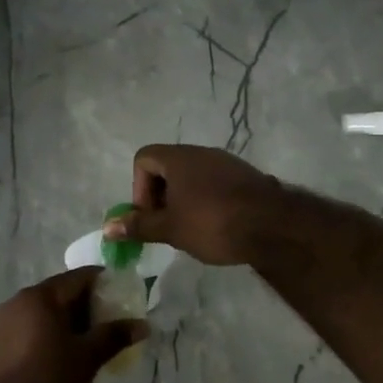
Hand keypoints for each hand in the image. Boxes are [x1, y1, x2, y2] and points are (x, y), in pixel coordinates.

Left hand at [0, 268, 141, 382]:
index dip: (103, 282)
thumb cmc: (51, 381)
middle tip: (111, 321)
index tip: (123, 295)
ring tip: (91, 339)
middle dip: (86, 304)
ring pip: (44, 312)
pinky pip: (30, 328)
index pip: (78, 277)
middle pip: (60, 292)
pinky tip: (65, 353)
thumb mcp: (88, 357)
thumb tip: (144, 325)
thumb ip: (115, 335)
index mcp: (39, 296)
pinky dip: (50, 333)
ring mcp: (4, 323)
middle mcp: (18, 301)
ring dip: (68, 320)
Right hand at [104, 144, 282, 266]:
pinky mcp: (246, 177)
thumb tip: (107, 227)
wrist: (274, 227)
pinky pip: (215, 184)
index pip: (144, 158)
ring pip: (192, 176)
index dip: (139, 187)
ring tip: (191, 230)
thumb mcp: (170, 229)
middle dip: (161, 197)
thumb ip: (139, 226)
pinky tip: (217, 226)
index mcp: (179, 158)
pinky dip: (207, 201)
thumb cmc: (213, 223)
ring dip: (184, 200)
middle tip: (167, 226)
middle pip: (168, 167)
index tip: (150, 215)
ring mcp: (227, 163)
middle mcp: (201, 152)